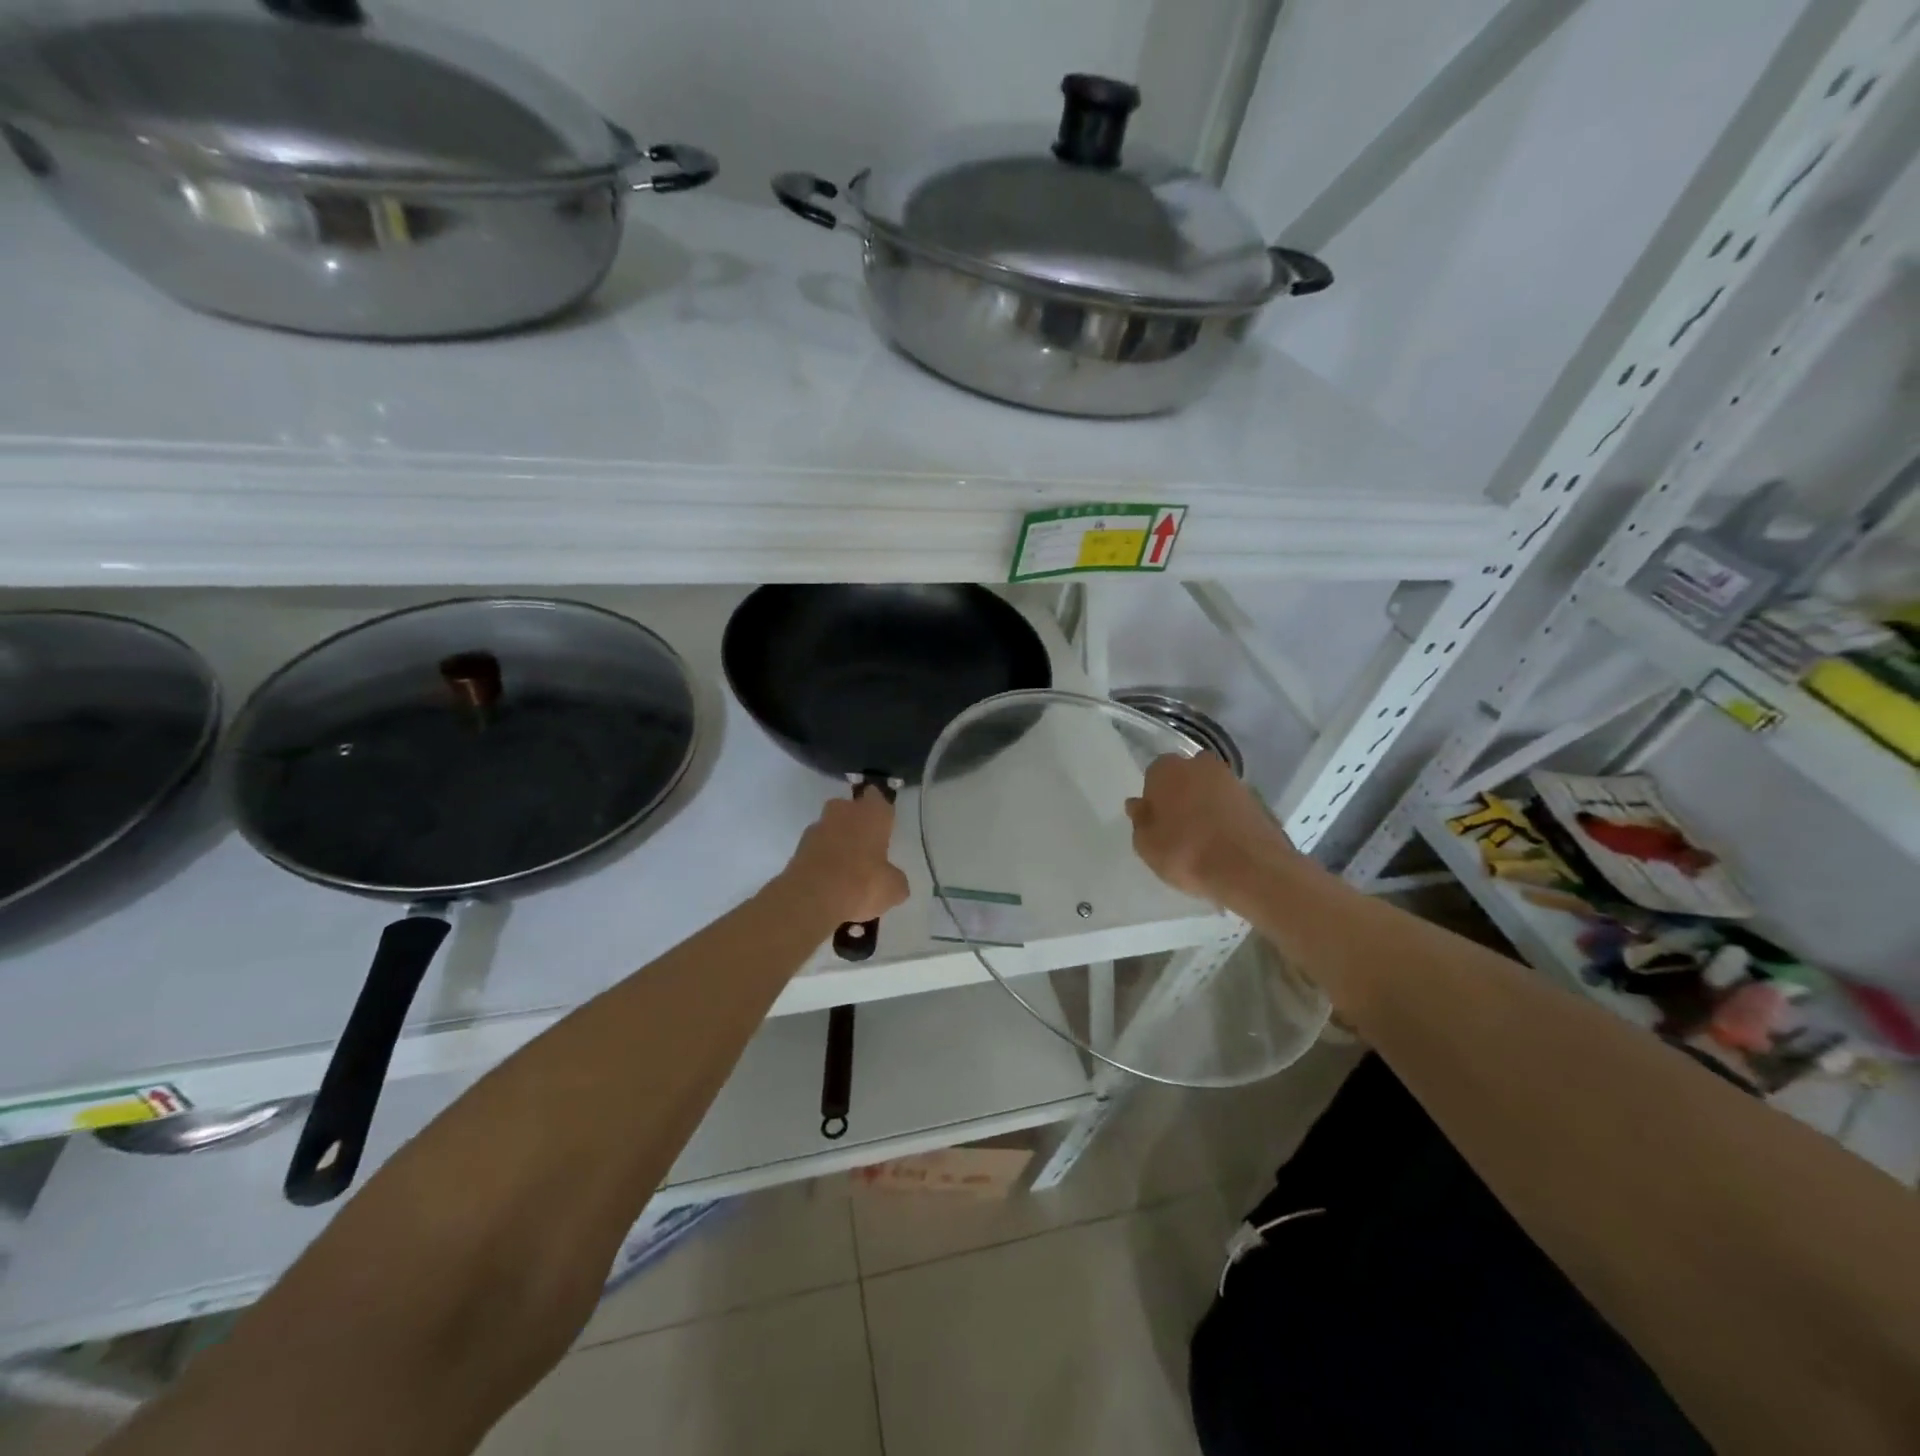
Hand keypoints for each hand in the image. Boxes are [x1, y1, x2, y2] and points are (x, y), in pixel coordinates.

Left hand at [780, 791, 910, 926]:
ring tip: (847, 869)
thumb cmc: (863, 884)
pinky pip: (816, 850)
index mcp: (871, 813)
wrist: (811, 900)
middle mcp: (842, 812)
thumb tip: (891, 878)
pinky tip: (830, 882)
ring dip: (837, 841)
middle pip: (849, 808)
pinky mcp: (797, 849)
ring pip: (830, 828)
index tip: (885, 824)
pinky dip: (822, 860)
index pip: (877, 797)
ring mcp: (816, 829)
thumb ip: (894, 878)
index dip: (881, 809)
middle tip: (866, 846)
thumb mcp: (894, 888)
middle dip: (856, 822)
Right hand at [1125, 753, 1299, 903]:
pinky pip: (1233, 806)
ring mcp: (1233, 780)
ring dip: (1207, 806)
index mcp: (1168, 769)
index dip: (1154, 799)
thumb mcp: (1146, 845)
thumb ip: (1140, 821)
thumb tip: (1138, 804)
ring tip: (1205, 840)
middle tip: (1179, 828)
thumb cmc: (1186, 853)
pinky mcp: (1258, 800)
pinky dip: (1228, 818)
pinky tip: (1226, 844)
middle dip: (1182, 796)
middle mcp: (1201, 765)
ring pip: (1211, 789)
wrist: (1250, 869)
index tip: (1156, 822)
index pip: (1154, 775)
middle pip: (1185, 777)